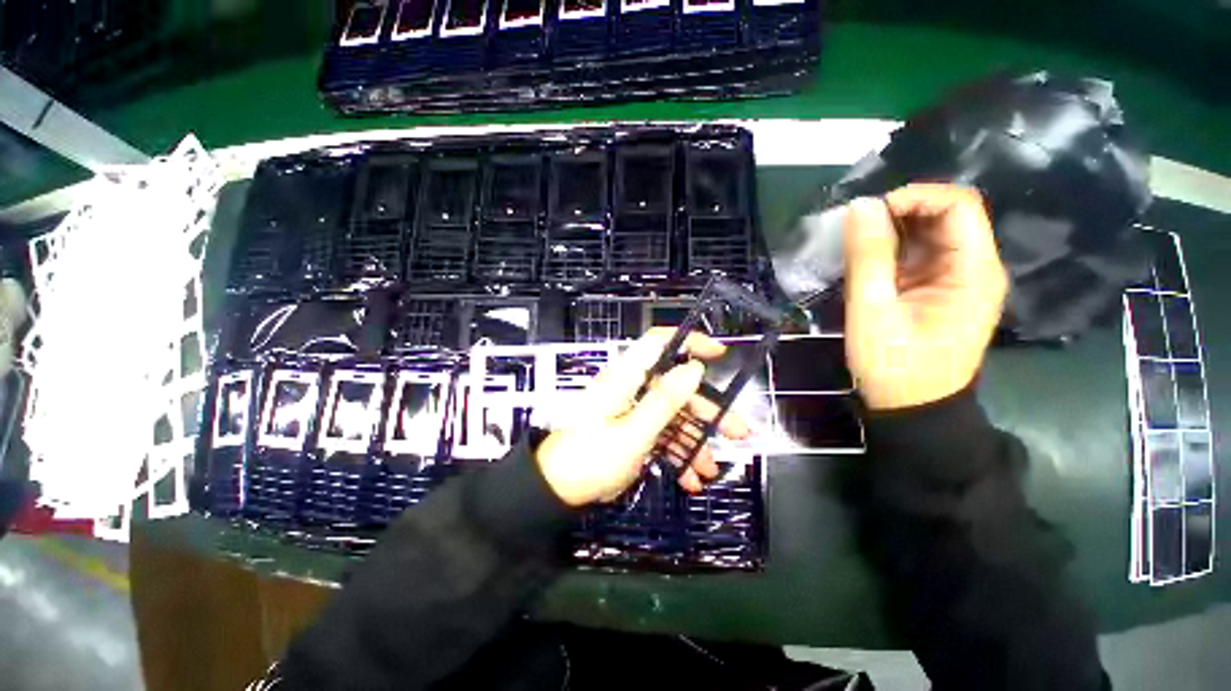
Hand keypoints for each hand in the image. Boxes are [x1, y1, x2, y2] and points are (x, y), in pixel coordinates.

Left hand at [535, 328, 750, 506]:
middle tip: (738, 431)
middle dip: (707, 409)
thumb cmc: (591, 458)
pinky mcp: (633, 431)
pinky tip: (689, 478)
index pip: (658, 344)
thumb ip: (664, 400)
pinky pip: (662, 435)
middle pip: (676, 387)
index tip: (719, 353)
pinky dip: (676, 454)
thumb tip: (693, 368)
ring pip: (673, 415)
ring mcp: (633, 411)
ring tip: (711, 469)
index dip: (689, 342)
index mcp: (626, 378)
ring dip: (695, 440)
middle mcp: (632, 389)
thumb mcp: (633, 432)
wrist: (558, 490)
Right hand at [843, 184, 1007, 410]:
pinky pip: (922, 256)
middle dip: (901, 213)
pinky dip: (895, 251)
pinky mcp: (943, 292)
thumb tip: (861, 206)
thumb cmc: (894, 365)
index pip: (958, 206)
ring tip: (858, 246)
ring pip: (932, 235)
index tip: (869, 212)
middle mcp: (977, 268)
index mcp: (974, 272)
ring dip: (895, 231)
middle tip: (857, 230)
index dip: (915, 197)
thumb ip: (868, 257)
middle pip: (948, 216)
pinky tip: (870, 263)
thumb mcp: (872, 311)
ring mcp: (961, 281)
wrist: (913, 409)